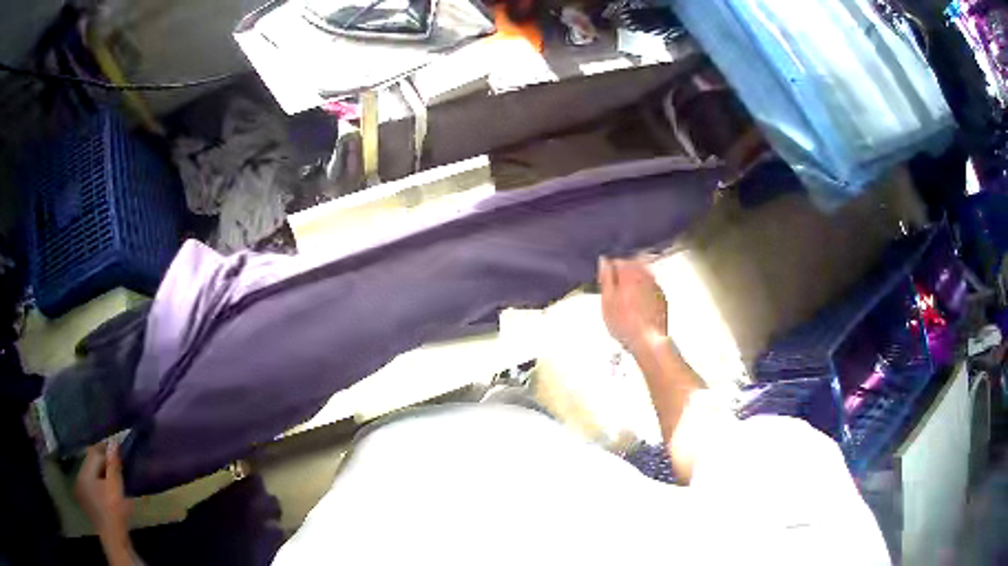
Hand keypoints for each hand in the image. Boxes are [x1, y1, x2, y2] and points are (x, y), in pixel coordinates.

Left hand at [75, 442, 130, 540]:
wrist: (116, 541)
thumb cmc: (115, 514)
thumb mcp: (116, 489)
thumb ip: (113, 465)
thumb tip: (113, 442)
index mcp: (84, 474)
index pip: (94, 454)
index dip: (106, 451)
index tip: (118, 451)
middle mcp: (79, 478)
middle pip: (91, 463)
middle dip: (104, 462)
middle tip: (118, 464)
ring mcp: (82, 490)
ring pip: (92, 473)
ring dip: (102, 472)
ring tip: (115, 476)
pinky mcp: (87, 500)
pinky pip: (92, 483)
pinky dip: (100, 481)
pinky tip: (109, 488)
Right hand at [598, 257, 667, 353]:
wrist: (647, 340)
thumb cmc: (627, 324)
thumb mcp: (607, 300)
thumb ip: (605, 278)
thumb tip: (604, 263)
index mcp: (631, 272)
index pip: (617, 260)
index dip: (607, 270)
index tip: (603, 279)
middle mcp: (646, 276)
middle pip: (631, 267)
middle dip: (621, 276)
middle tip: (613, 289)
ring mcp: (655, 287)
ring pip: (641, 278)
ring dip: (632, 284)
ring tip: (623, 301)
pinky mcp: (661, 298)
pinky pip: (649, 289)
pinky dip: (641, 294)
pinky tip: (634, 307)